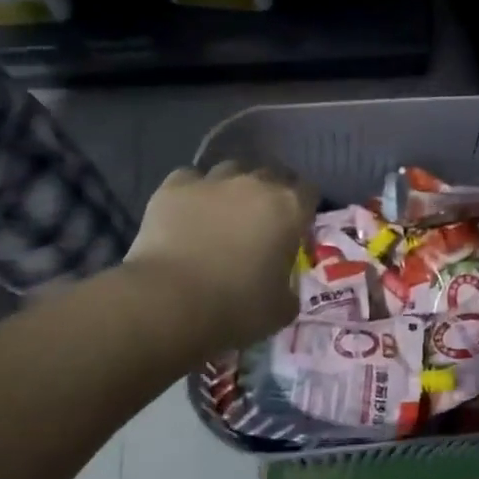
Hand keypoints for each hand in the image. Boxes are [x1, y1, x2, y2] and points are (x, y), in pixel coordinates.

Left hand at [122, 162, 315, 353]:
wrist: (170, 303)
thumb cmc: (236, 307)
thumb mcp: (282, 308)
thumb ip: (289, 286)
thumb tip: (282, 284)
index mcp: (289, 208)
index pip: (309, 192)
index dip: (303, 211)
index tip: (295, 231)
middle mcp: (255, 184)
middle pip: (271, 175)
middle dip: (269, 194)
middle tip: (259, 224)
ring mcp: (213, 181)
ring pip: (230, 170)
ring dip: (232, 188)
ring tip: (222, 213)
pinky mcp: (174, 187)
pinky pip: (190, 179)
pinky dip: (192, 192)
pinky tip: (186, 214)